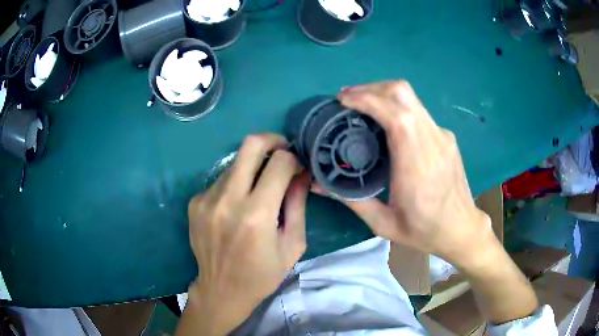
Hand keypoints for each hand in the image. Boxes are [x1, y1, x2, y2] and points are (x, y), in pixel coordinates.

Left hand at [182, 134, 309, 335]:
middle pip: (250, 145)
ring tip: (258, 190)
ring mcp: (206, 199)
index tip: (297, 167)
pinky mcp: (195, 203)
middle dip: (272, 141)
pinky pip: (221, 181)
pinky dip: (234, 185)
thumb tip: (301, 173)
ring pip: (235, 163)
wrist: (221, 290)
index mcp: (256, 215)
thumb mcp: (292, 244)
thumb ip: (298, 204)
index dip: (293, 159)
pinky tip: (236, 207)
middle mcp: (227, 200)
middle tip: (281, 152)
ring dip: (252, 168)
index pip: (280, 162)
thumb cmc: (262, 274)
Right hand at [327, 81, 493, 266]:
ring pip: (411, 98)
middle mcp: (432, 140)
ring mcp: (442, 135)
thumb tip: (318, 183)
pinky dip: (397, 107)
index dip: (367, 99)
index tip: (343, 100)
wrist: (461, 229)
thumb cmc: (424, 231)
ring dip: (383, 94)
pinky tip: (387, 124)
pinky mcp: (446, 137)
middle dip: (371, 89)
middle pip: (403, 93)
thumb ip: (351, 200)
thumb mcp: (383, 223)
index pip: (395, 114)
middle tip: (347, 100)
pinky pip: (418, 111)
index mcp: (416, 163)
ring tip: (362, 106)